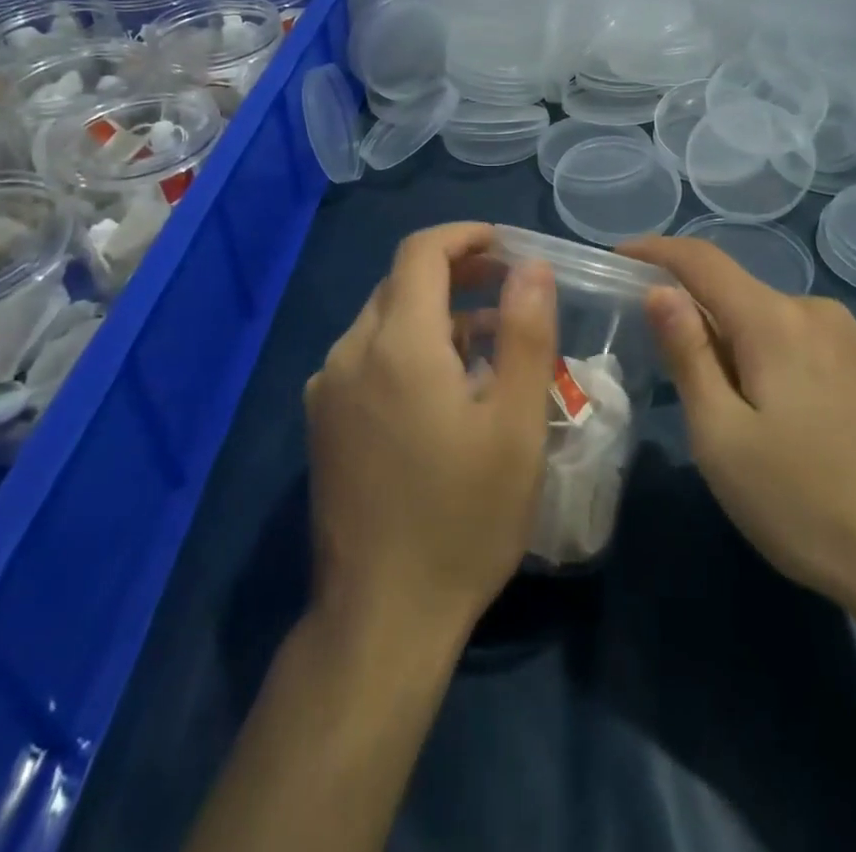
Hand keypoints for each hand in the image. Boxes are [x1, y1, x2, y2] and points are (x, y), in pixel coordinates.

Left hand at [305, 223, 557, 643]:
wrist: (380, 617)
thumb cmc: (463, 518)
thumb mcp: (517, 425)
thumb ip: (526, 333)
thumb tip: (532, 267)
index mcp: (397, 344)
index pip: (421, 253)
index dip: (465, 237)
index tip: (507, 245)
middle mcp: (350, 353)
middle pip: (402, 283)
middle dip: (457, 273)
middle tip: (510, 288)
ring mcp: (328, 389)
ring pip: (384, 320)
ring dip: (436, 314)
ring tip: (490, 342)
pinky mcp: (323, 422)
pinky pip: (367, 357)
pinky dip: (409, 347)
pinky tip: (445, 387)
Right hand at [619, 236, 855, 635]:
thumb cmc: (805, 505)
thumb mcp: (722, 439)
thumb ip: (688, 355)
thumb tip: (661, 290)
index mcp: (776, 322)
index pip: (703, 261)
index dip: (657, 251)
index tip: (621, 257)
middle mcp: (824, 312)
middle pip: (745, 299)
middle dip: (710, 326)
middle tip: (699, 395)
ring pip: (786, 324)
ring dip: (757, 349)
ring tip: (763, 422)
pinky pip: (826, 346)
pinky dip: (799, 363)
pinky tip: (815, 423)